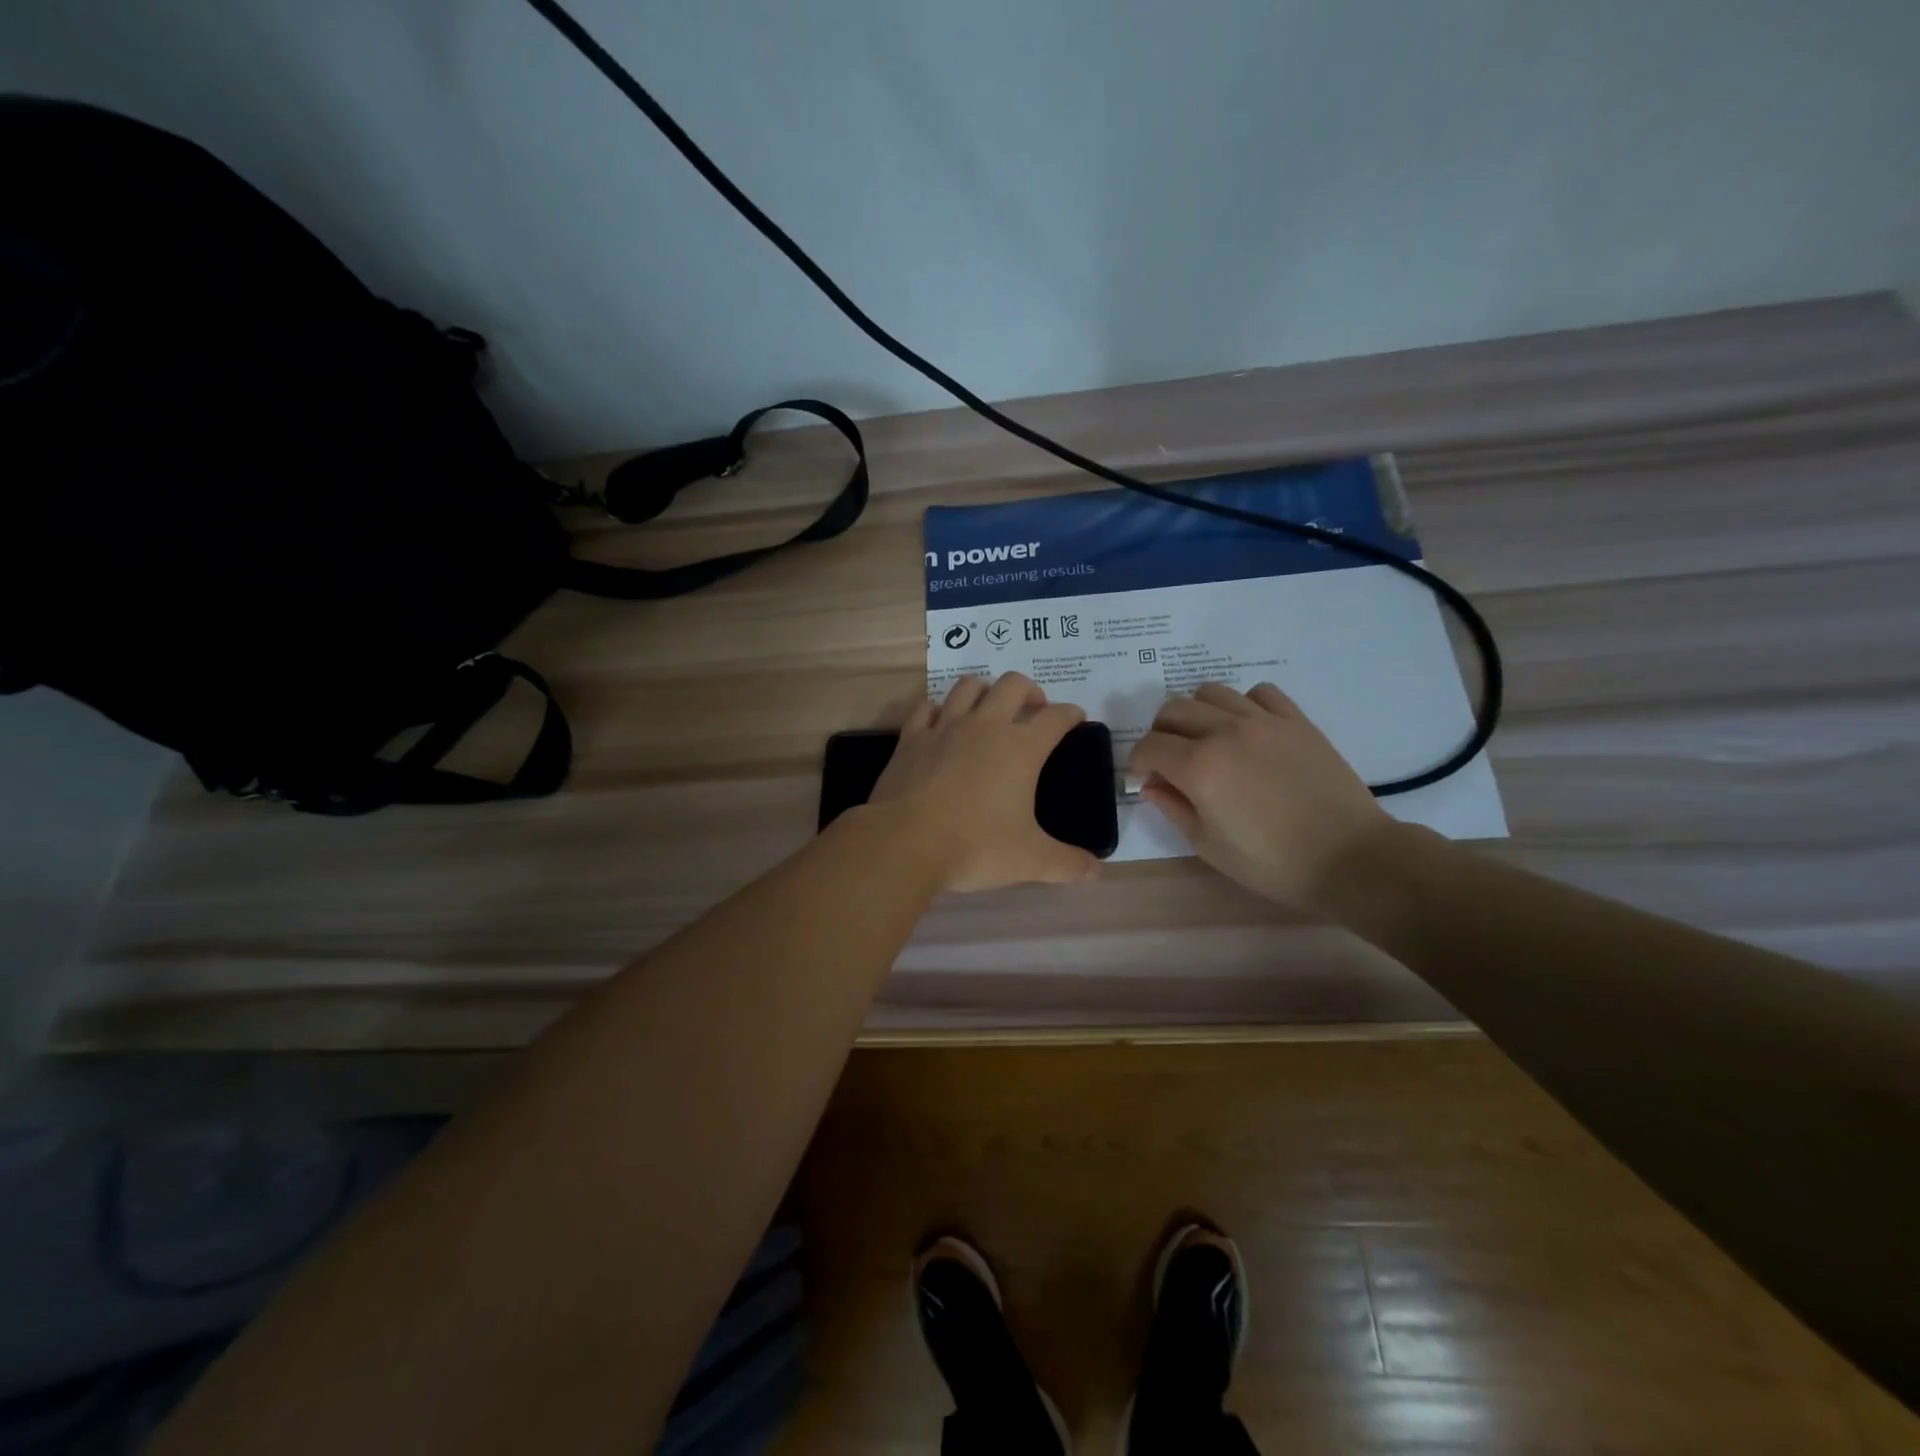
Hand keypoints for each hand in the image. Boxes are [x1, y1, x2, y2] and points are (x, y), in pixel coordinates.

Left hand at [868, 673, 1101, 892]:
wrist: (905, 842)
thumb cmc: (975, 847)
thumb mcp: (1030, 861)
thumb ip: (1067, 864)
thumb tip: (1098, 873)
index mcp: (1021, 748)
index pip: (1056, 717)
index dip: (1071, 714)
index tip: (1076, 719)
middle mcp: (985, 726)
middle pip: (1013, 685)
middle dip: (1030, 690)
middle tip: (1033, 710)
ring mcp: (944, 728)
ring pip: (968, 687)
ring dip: (985, 691)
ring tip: (989, 709)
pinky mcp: (911, 738)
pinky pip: (926, 708)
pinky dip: (938, 710)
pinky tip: (941, 724)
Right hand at [1129, 682, 1397, 911]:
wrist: (1349, 858)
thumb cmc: (1271, 863)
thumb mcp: (1208, 845)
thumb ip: (1173, 808)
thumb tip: (1151, 784)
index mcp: (1199, 767)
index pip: (1150, 746)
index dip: (1138, 762)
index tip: (1143, 778)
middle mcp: (1225, 732)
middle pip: (1173, 710)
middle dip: (1160, 733)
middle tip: (1169, 759)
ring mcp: (1263, 721)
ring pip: (1211, 692)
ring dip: (1196, 712)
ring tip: (1205, 739)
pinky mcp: (1296, 720)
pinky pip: (1259, 693)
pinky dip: (1242, 705)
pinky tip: (1246, 730)